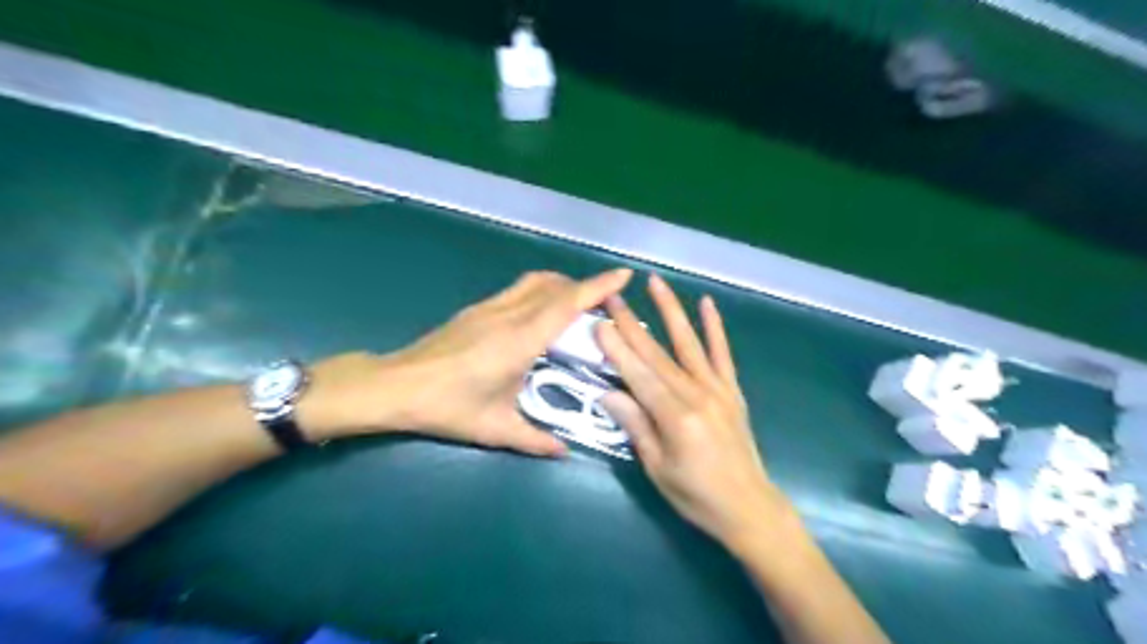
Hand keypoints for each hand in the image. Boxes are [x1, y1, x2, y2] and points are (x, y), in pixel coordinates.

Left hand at [301, 270, 635, 454]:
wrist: (395, 387)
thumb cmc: (448, 407)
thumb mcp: (496, 428)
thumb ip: (535, 439)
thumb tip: (564, 451)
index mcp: (520, 340)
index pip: (567, 304)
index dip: (598, 287)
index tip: (623, 276)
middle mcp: (508, 315)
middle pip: (554, 285)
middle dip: (584, 286)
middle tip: (605, 303)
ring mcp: (489, 307)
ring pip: (534, 282)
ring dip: (561, 285)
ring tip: (576, 304)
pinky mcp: (476, 310)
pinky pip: (518, 290)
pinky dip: (540, 291)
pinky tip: (539, 315)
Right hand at [600, 275, 798, 553]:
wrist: (749, 508)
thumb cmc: (697, 496)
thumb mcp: (658, 468)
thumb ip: (636, 426)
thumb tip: (607, 393)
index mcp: (675, 417)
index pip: (639, 374)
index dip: (617, 348)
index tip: (599, 321)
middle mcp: (697, 395)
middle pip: (657, 353)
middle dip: (632, 323)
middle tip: (614, 296)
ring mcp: (718, 389)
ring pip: (689, 343)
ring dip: (671, 311)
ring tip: (656, 283)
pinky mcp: (732, 391)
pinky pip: (722, 354)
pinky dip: (715, 328)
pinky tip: (707, 304)